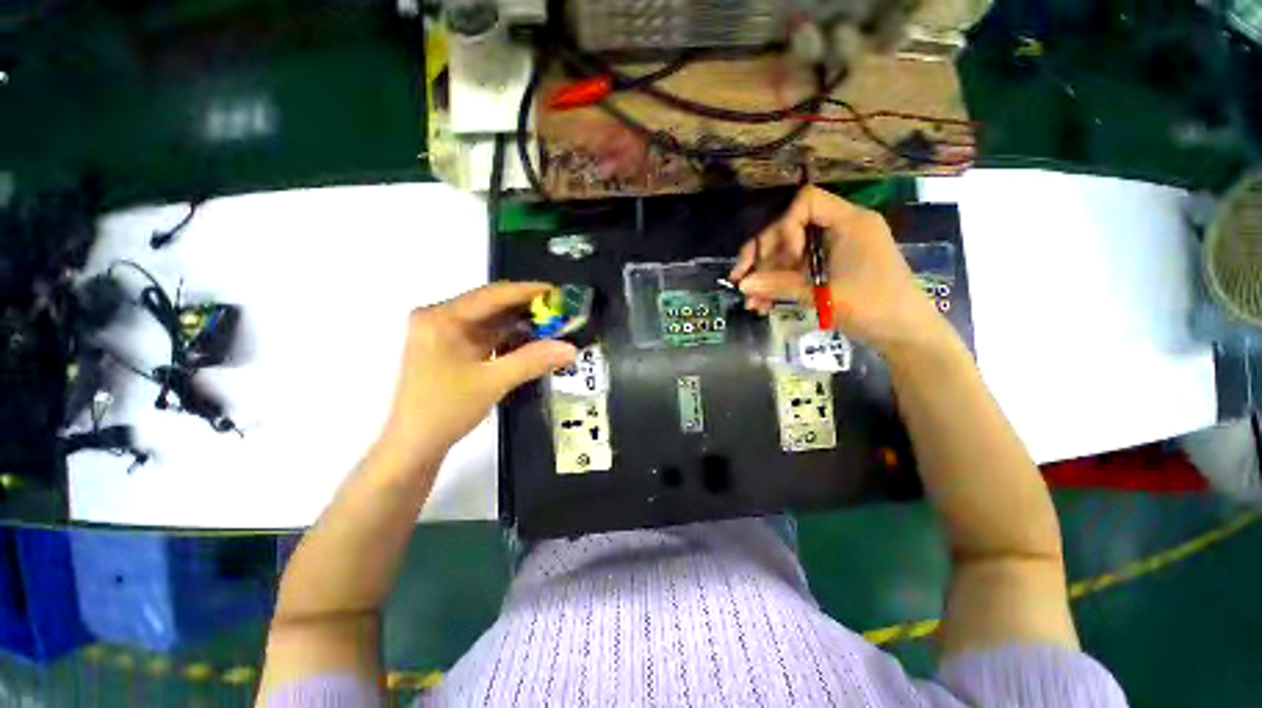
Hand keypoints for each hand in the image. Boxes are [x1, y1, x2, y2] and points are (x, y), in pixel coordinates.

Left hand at [378, 282, 577, 466]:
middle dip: (527, 309)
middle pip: (491, 305)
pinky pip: (485, 335)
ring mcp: (443, 333)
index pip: (492, 295)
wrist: (413, 446)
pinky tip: (531, 342)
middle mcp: (439, 318)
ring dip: (520, 325)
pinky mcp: (449, 348)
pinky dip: (509, 338)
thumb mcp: (492, 382)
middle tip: (561, 313)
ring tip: (553, 327)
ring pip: (490, 321)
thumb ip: (533, 361)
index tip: (559, 293)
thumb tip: (571, 348)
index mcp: (442, 318)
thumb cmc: (445, 410)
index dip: (528, 291)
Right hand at [729, 186, 948, 355]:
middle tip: (741, 281)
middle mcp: (840, 229)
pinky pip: (798, 270)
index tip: (784, 259)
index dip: (786, 228)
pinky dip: (780, 285)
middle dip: (763, 257)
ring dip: (767, 276)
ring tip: (751, 303)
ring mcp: (835, 250)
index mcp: (848, 222)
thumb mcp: (822, 294)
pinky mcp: (830, 268)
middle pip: (790, 229)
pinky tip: (764, 305)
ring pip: (789, 254)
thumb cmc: (872, 307)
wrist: (905, 335)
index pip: (805, 203)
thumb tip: (741, 284)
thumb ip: (779, 285)